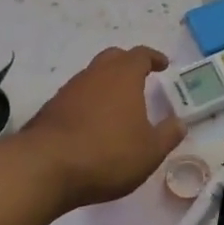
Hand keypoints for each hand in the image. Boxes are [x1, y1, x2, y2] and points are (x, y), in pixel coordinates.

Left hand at [21, 46, 183, 209]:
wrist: (44, 168)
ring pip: (92, 77)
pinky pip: (76, 97)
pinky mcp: (50, 110)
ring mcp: (68, 91)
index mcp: (123, 77)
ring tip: (118, 106)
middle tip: (140, 78)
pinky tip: (93, 125)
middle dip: (128, 64)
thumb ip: (168, 135)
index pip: (140, 55)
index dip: (153, 58)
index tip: (163, 65)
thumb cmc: (107, 154)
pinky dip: (88, 103)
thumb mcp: (150, 151)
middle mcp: (94, 76)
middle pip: (112, 58)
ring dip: (106, 85)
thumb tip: (179, 123)